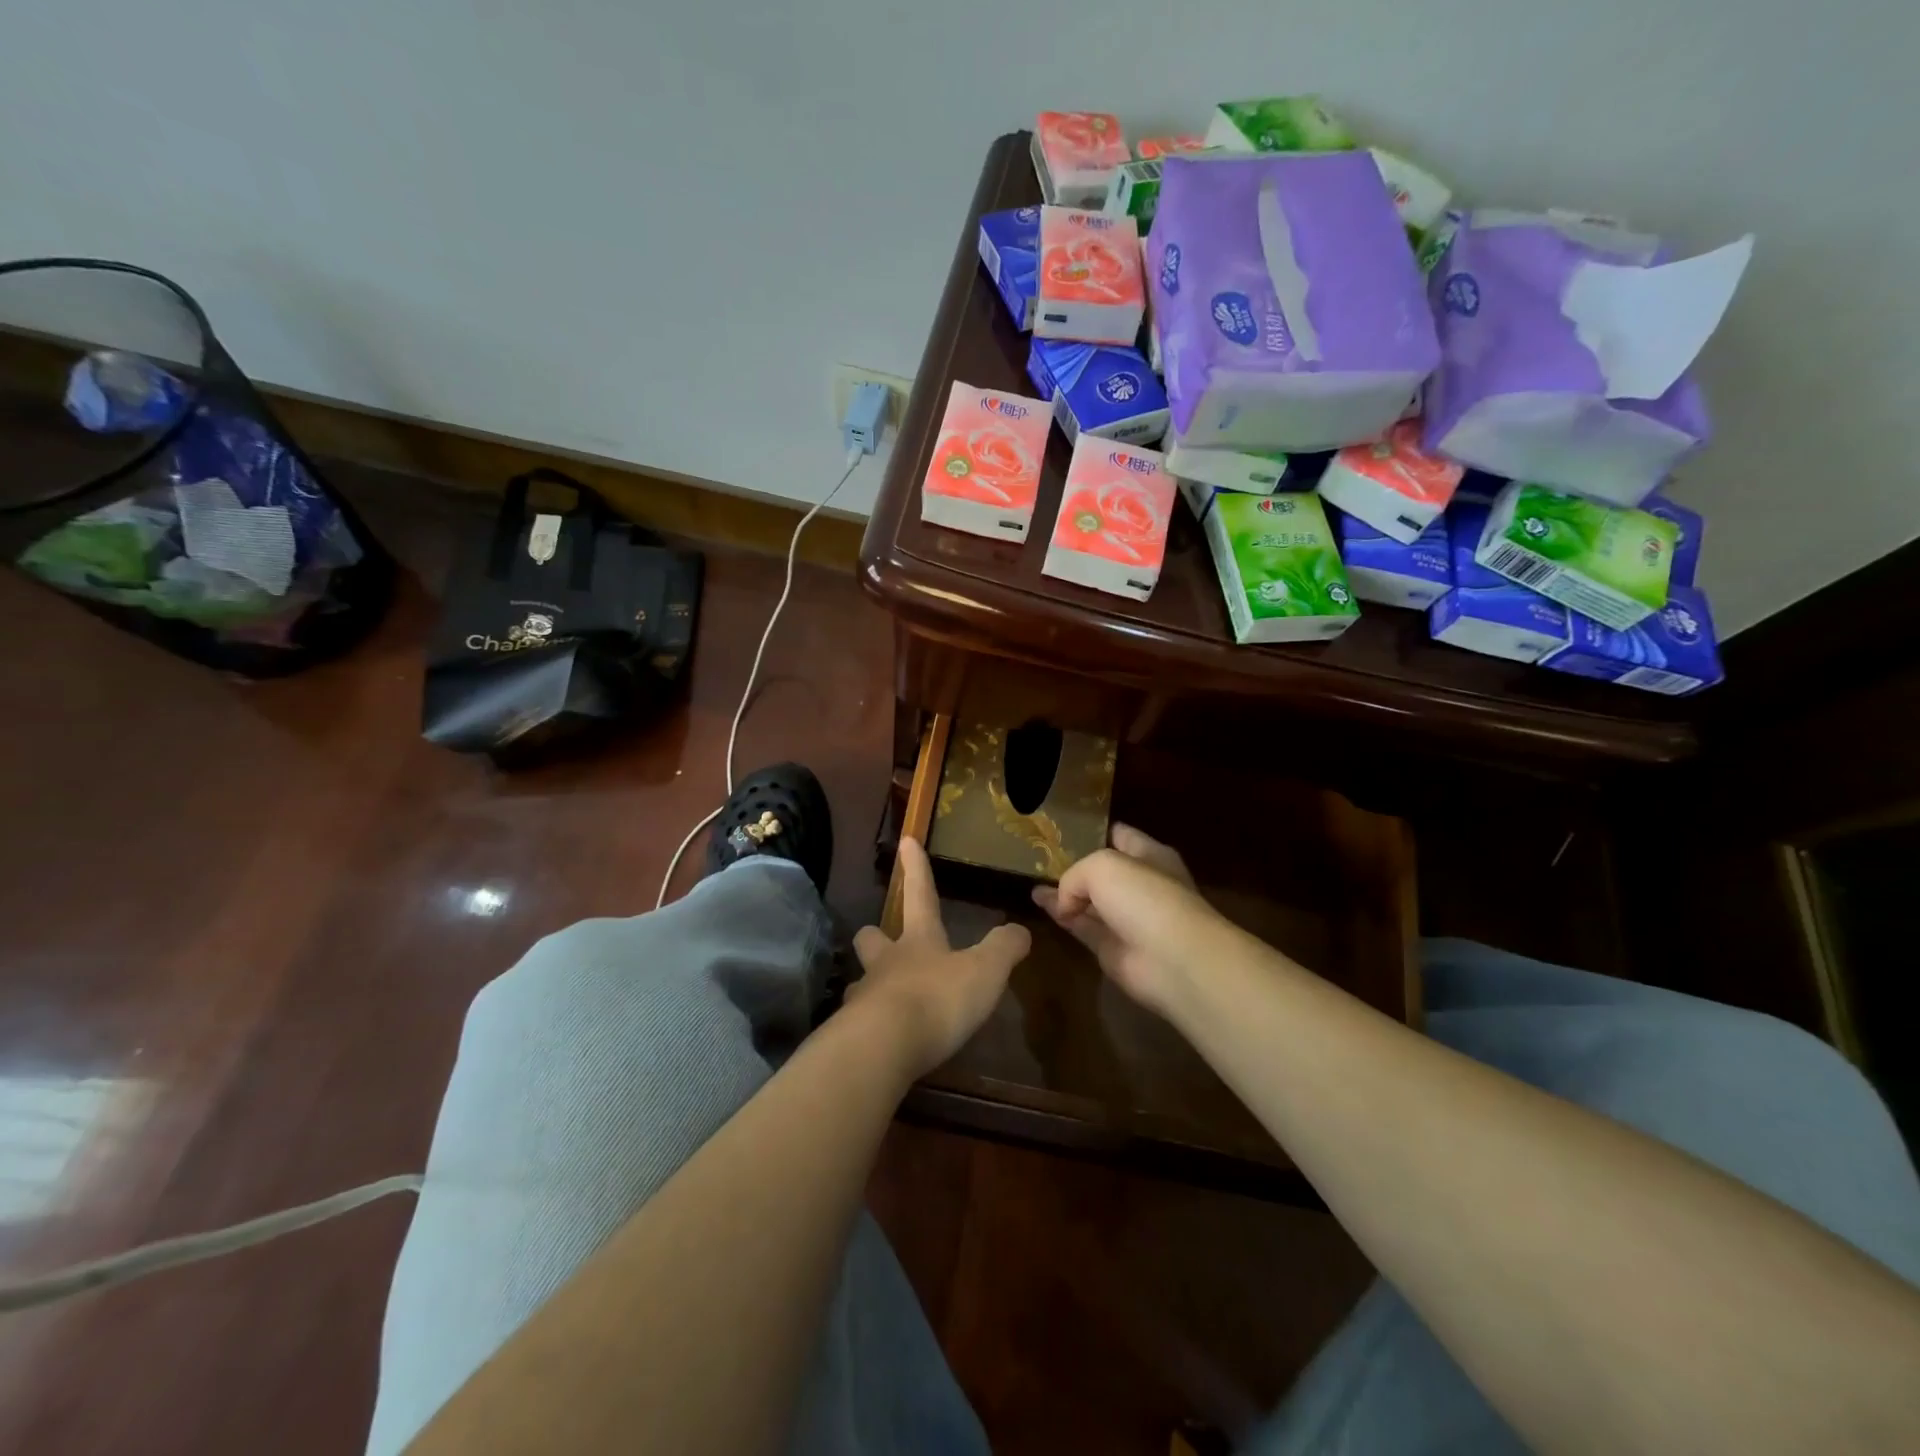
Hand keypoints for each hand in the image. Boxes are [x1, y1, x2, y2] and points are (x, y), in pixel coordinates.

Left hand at [849, 837, 1031, 1078]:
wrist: (884, 1046)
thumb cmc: (938, 998)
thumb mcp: (985, 971)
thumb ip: (1003, 948)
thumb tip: (1021, 929)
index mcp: (919, 940)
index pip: (919, 894)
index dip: (916, 868)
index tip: (906, 840)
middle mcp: (887, 962)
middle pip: (872, 938)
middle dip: (875, 935)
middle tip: (880, 939)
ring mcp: (864, 997)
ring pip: (860, 981)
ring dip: (869, 984)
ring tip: (879, 997)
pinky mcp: (853, 1034)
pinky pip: (857, 1024)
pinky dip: (867, 1026)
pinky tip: (878, 1039)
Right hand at [1033, 824, 1220, 1015]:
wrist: (1172, 959)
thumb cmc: (1145, 898)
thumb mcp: (1102, 866)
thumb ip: (1074, 874)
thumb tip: (1065, 902)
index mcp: (1150, 855)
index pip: (1120, 836)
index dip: (1093, 831)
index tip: (1061, 830)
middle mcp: (1140, 885)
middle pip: (1102, 871)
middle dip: (1074, 864)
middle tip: (1039, 857)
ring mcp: (1127, 918)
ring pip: (1088, 900)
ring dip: (1062, 892)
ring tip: (1032, 881)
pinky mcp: (1112, 948)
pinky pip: (1082, 926)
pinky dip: (1061, 916)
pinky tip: (1038, 902)